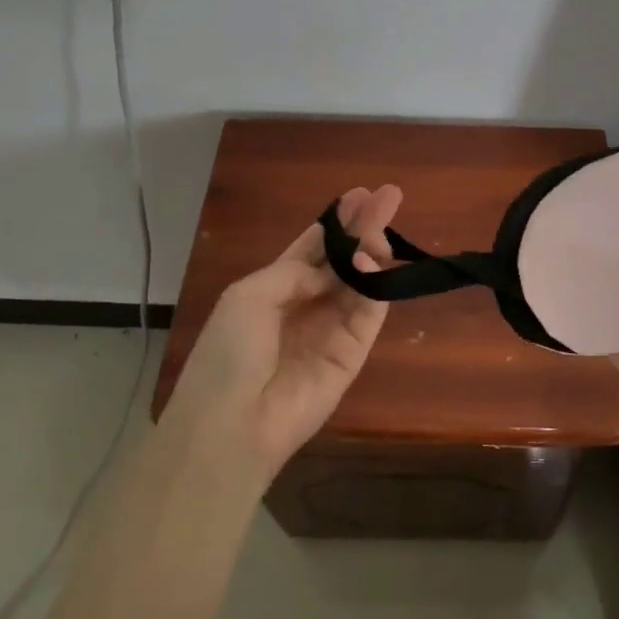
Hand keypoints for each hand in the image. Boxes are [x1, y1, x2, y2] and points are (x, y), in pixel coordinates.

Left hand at [163, 184, 403, 491]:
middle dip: (364, 228)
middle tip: (390, 196)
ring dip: (372, 252)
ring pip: (360, 282)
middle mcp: (305, 305)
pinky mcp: (352, 355)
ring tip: (382, 228)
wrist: (232, 424)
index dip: (336, 222)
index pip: (312, 248)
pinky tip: (371, 263)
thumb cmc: (229, 353)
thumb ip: (295, 271)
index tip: (360, 195)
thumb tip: (332, 269)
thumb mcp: (249, 295)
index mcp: (273, 289)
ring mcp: (330, 330)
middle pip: (342, 259)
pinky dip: (375, 287)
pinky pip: (368, 314)